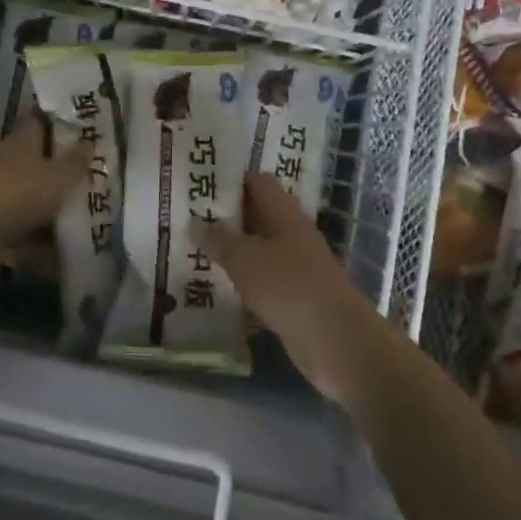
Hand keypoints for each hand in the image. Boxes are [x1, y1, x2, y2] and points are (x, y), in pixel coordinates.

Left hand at [0, 119, 91, 282]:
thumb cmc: (16, 194)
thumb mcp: (57, 176)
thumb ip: (76, 162)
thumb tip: (90, 142)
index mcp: (22, 141)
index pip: (41, 120)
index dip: (63, 120)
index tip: (89, 126)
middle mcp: (10, 165)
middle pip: (42, 163)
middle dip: (67, 172)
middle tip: (101, 179)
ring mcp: (1, 198)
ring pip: (36, 201)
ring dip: (57, 213)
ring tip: (94, 222)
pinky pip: (27, 236)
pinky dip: (44, 248)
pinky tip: (68, 259)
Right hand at [195, 173, 399, 409]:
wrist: (334, 340)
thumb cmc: (288, 285)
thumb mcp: (244, 257)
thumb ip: (218, 239)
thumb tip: (195, 223)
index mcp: (283, 212)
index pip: (256, 181)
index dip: (229, 179)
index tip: (199, 183)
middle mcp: (290, 233)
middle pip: (255, 215)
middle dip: (224, 216)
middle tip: (186, 216)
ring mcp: (293, 266)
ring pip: (256, 249)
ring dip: (230, 251)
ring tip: (191, 249)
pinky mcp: (292, 297)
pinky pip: (260, 281)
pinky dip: (240, 281)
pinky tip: (213, 286)